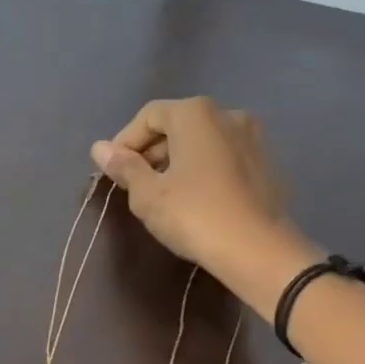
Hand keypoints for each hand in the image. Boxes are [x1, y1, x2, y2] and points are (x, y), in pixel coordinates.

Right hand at [92, 97, 315, 313]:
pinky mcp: (265, 164)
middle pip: (177, 124)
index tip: (113, 172)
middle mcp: (227, 114)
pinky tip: (193, 200)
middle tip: (133, 185)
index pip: (148, 116)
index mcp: (195, 114)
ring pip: (201, 141)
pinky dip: (201, 170)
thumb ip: (124, 167)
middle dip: (151, 151)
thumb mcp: (148, 195)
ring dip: (176, 161)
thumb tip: (99, 148)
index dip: (124, 141)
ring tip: (161, 194)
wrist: (257, 250)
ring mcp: (252, 138)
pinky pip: (222, 157)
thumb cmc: (194, 215)